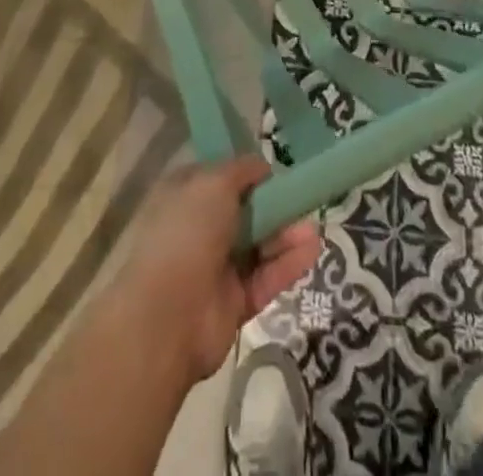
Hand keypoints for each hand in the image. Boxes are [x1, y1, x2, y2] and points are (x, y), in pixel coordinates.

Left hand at [112, 158, 322, 387]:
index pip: (220, 178)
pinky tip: (312, 249)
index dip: (247, 174)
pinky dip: (288, 264)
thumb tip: (263, 167)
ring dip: (286, 235)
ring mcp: (216, 267)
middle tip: (303, 200)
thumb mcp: (215, 181)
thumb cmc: (187, 232)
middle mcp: (199, 228)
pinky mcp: (234, 302)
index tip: (275, 171)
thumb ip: (242, 170)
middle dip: (274, 206)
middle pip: (245, 212)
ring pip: (258, 245)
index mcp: (186, 195)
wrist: (167, 315)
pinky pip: (265, 278)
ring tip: (314, 228)